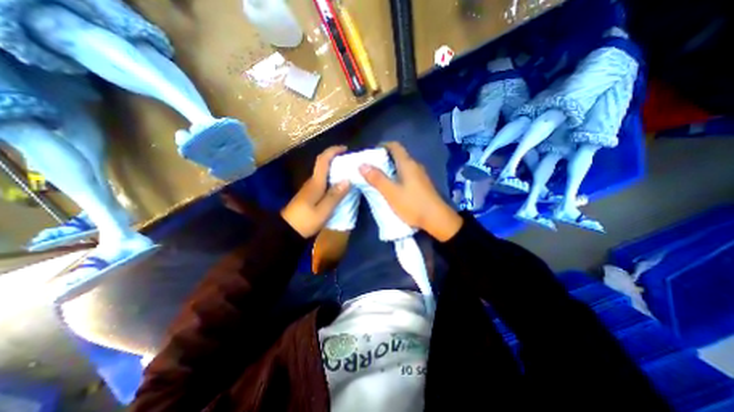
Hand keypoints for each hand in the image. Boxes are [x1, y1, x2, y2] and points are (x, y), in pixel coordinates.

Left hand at [281, 146, 349, 235]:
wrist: (287, 231)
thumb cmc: (305, 221)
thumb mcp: (323, 211)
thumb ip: (335, 195)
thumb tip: (348, 180)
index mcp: (315, 183)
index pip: (322, 160)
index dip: (333, 151)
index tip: (345, 148)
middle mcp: (312, 182)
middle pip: (323, 165)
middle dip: (337, 159)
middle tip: (351, 163)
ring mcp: (310, 188)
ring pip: (324, 173)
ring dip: (335, 169)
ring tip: (349, 173)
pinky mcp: (310, 194)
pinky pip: (323, 181)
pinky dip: (332, 179)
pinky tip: (340, 186)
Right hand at [359, 141, 459, 241]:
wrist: (437, 220)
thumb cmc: (413, 204)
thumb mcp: (391, 193)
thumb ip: (377, 179)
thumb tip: (362, 165)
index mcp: (407, 164)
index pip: (395, 146)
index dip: (382, 146)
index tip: (371, 153)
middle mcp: (415, 166)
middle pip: (398, 156)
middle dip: (384, 159)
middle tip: (370, 167)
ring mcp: (420, 176)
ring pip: (403, 166)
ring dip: (390, 169)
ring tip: (378, 177)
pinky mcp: (422, 185)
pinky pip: (407, 175)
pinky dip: (397, 176)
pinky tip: (392, 187)